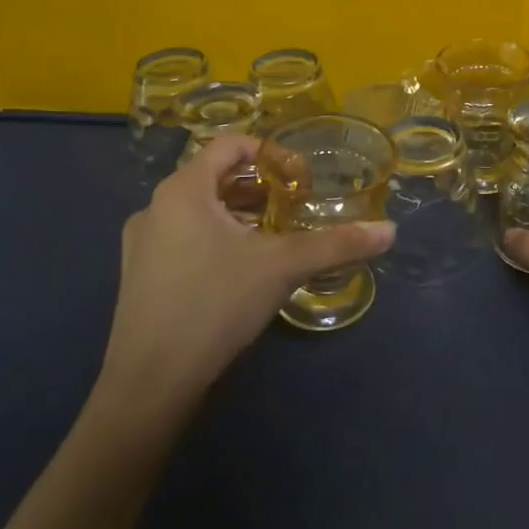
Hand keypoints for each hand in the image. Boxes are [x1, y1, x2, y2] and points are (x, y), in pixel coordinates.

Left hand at [96, 134, 394, 403]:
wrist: (150, 385)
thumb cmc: (214, 305)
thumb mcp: (283, 267)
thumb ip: (337, 244)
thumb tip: (389, 231)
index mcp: (183, 189)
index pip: (229, 144)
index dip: (269, 152)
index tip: (299, 178)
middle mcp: (155, 206)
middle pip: (214, 176)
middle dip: (258, 187)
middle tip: (294, 206)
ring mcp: (141, 243)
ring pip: (198, 209)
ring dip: (238, 214)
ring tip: (273, 236)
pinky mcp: (139, 275)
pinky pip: (183, 237)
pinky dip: (215, 238)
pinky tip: (240, 270)